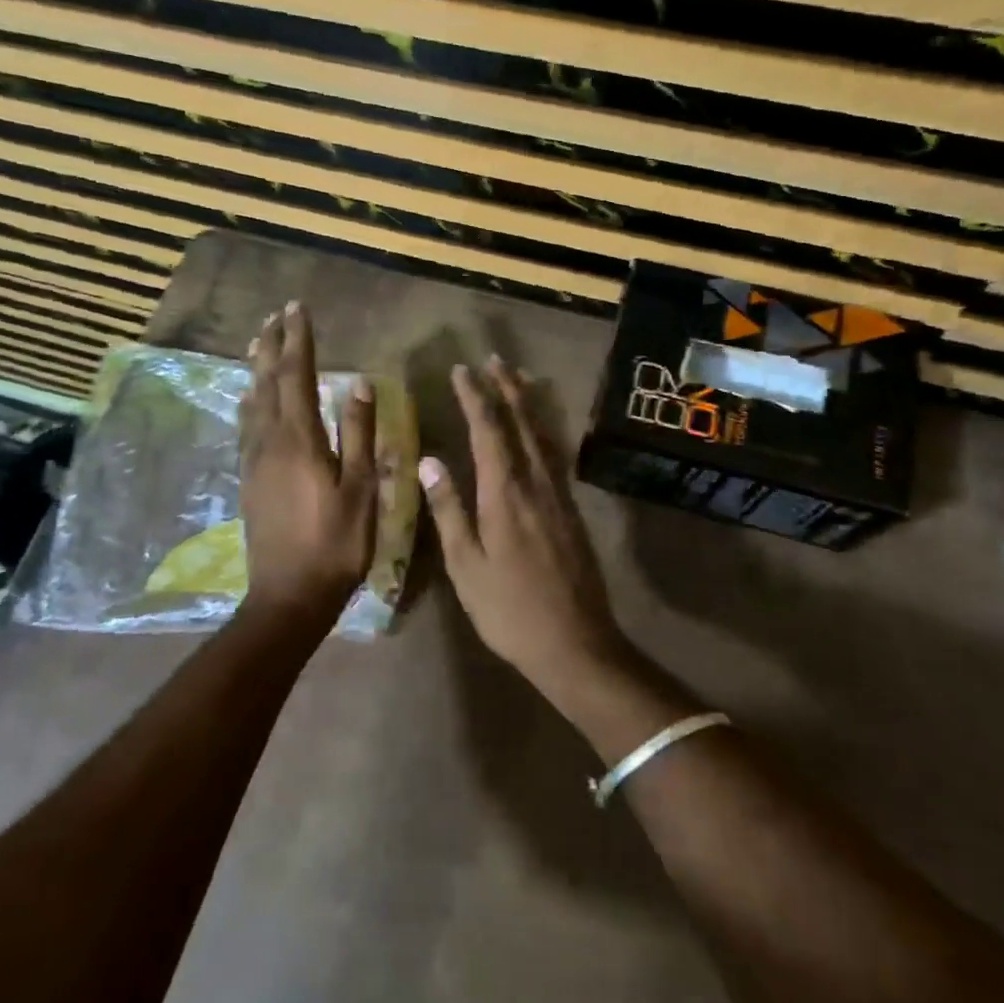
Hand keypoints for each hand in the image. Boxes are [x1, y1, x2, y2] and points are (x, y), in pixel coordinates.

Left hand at [239, 302, 376, 617]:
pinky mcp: (248, 479)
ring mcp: (254, 461)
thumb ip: (359, 434)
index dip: (298, 340)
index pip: (296, 375)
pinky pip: (246, 425)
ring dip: (256, 369)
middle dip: (271, 346)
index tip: (298, 308)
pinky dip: (250, 401)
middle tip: (274, 316)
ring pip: (252, 402)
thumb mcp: (361, 489)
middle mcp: (270, 441)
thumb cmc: (336, 543)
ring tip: (258, 344)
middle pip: (266, 382)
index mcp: (300, 439)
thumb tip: (359, 383)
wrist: (289, 594)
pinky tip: (251, 401)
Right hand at [420, 358, 627, 689]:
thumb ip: (448, 510)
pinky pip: (556, 456)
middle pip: (521, 424)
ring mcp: (559, 496)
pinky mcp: (572, 511)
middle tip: (493, 360)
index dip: (474, 397)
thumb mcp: (467, 566)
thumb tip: (428, 461)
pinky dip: (545, 431)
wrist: (575, 642)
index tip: (462, 371)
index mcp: (504, 495)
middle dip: (505, 389)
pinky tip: (541, 430)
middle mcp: (536, 484)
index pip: (488, 431)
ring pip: (543, 436)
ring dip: (528, 404)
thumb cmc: (509, 610)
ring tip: (519, 378)